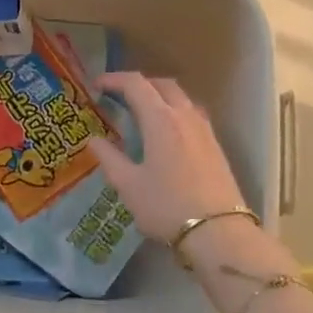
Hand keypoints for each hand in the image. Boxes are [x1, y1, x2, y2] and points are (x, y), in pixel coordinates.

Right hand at [89, 72, 248, 239]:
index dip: (114, 80)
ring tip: (142, 113)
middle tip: (118, 96)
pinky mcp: (215, 145)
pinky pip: (192, 114)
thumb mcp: (128, 185)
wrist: (218, 232)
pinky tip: (166, 134)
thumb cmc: (166, 206)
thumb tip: (94, 139)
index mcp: (160, 120)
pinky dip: (174, 111)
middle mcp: (184, 116)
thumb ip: (109, 158)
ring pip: (181, 98)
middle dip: (139, 84)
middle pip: (162, 85)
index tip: (96, 86)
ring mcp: (204, 129)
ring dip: (159, 96)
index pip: (136, 84)